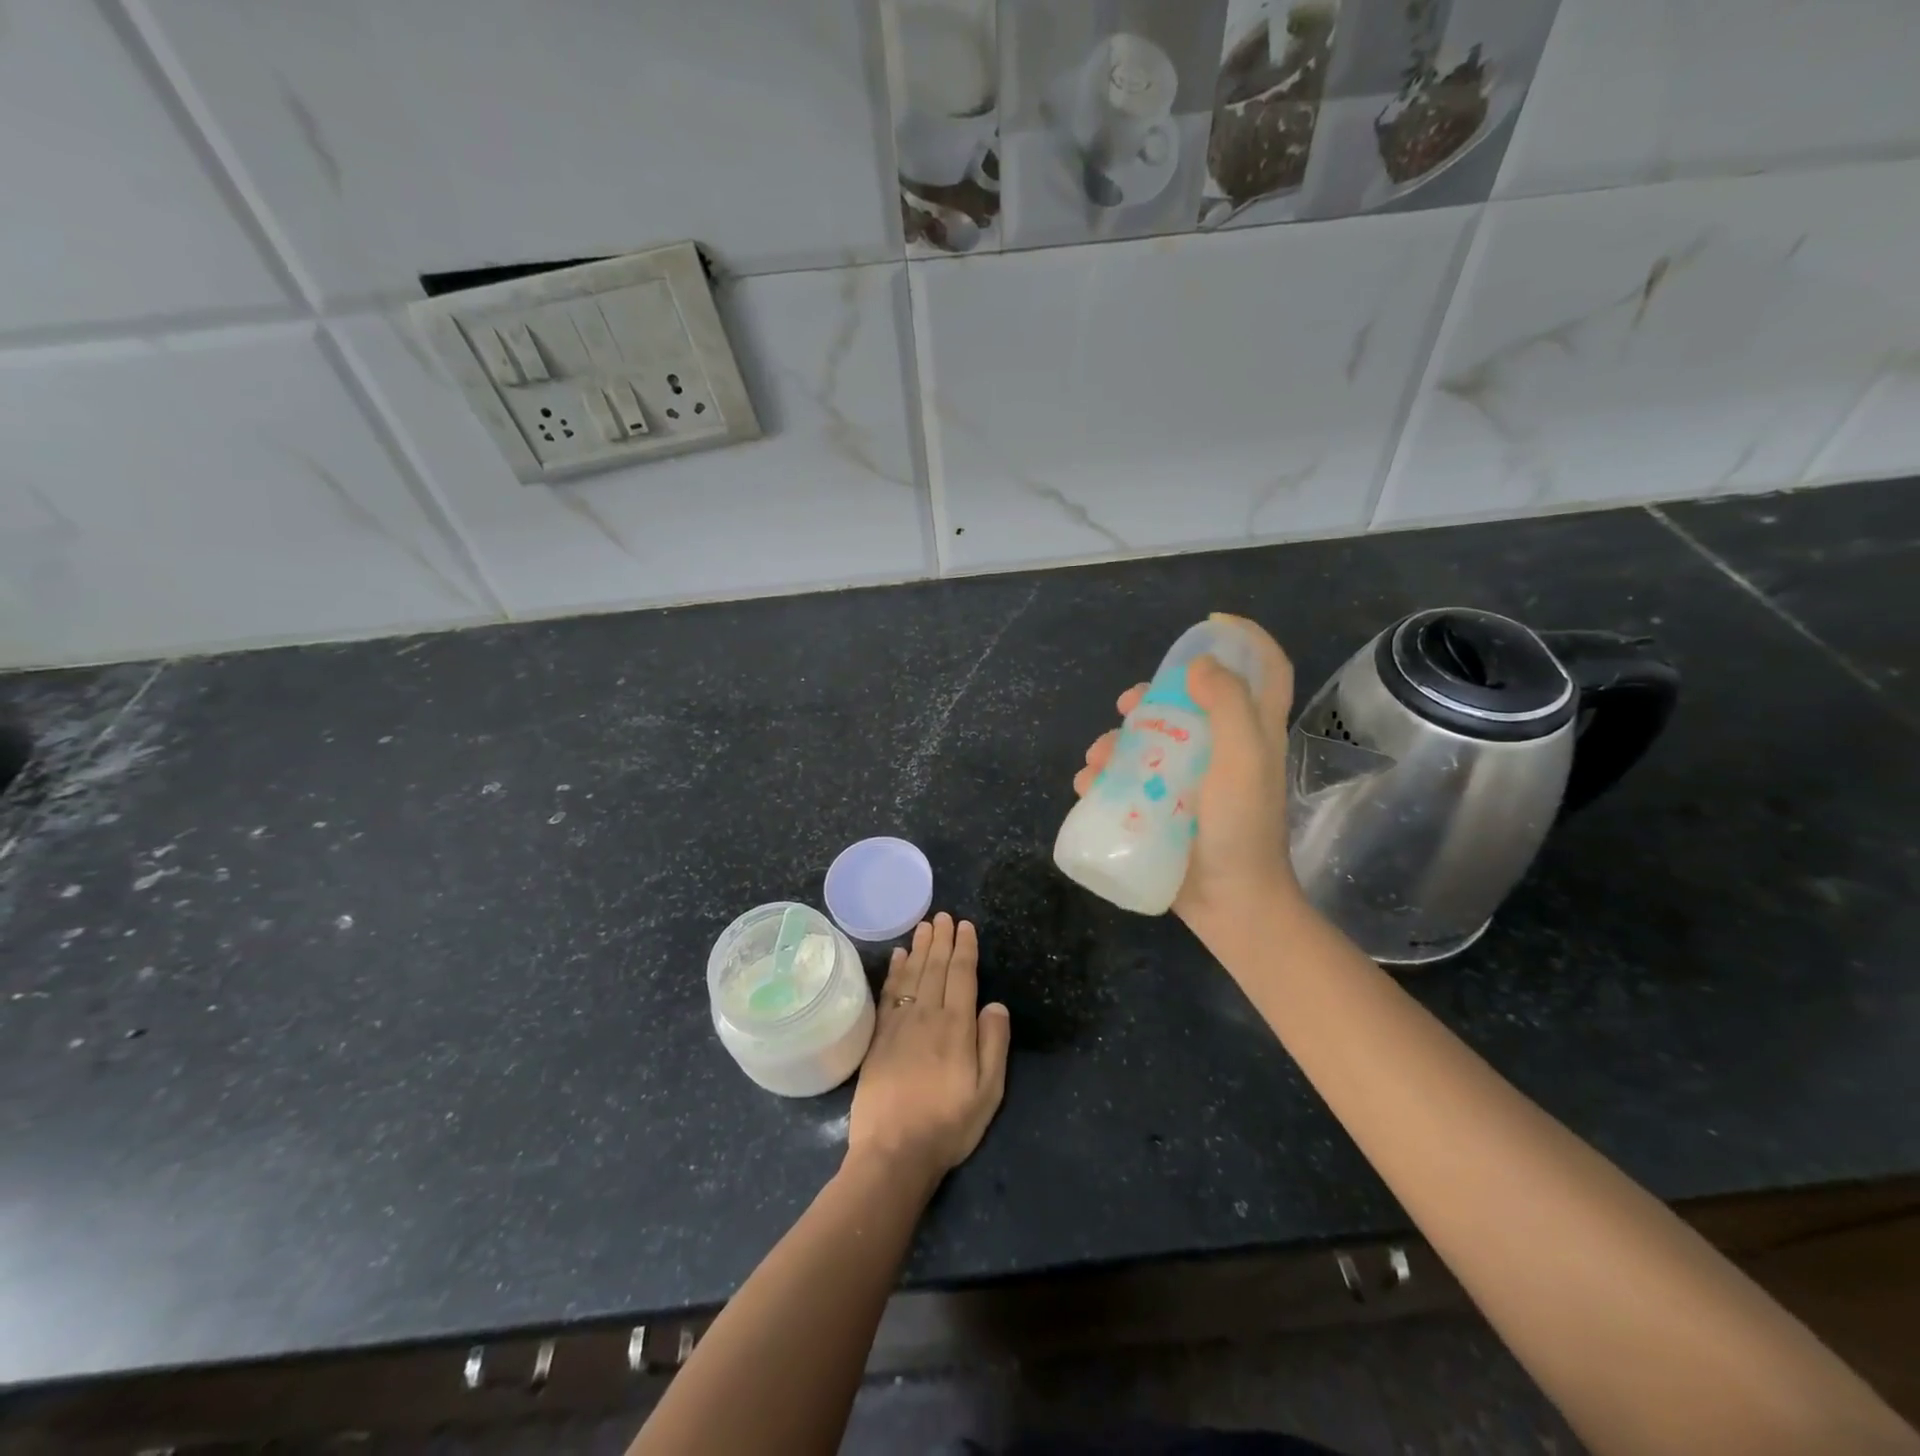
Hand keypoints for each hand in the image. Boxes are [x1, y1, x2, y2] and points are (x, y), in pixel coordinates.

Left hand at [848, 913, 1010, 1184]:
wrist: (893, 1152)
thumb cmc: (948, 1125)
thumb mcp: (988, 1093)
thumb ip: (994, 1045)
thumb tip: (995, 1004)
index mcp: (957, 1027)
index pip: (962, 976)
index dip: (964, 949)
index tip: (965, 926)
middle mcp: (927, 1016)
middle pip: (935, 968)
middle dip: (941, 939)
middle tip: (943, 915)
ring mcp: (899, 1024)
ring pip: (912, 974)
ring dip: (919, 947)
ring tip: (924, 925)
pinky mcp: (879, 1036)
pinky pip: (889, 992)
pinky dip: (895, 971)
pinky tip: (898, 956)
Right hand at [1072, 614, 1299, 951]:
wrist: (1229, 903)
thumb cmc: (1241, 828)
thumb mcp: (1244, 759)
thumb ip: (1228, 705)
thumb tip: (1198, 666)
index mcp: (1253, 733)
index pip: (1264, 670)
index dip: (1245, 639)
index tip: (1209, 625)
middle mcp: (1224, 750)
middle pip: (1188, 704)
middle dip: (1153, 697)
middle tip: (1128, 704)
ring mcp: (1192, 782)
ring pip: (1150, 742)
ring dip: (1116, 741)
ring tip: (1097, 758)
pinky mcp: (1165, 808)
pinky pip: (1129, 780)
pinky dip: (1105, 777)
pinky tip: (1089, 785)